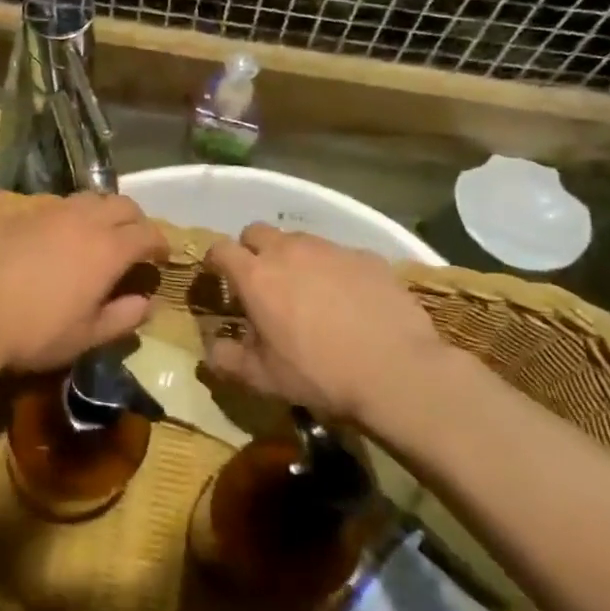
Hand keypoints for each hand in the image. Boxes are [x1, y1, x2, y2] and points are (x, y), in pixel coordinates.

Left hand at [0, 193, 169, 375]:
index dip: (160, 243)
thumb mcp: (86, 337)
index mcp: (108, 249)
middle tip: (132, 242)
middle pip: (121, 204)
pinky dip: (66, 215)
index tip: (161, 256)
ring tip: (94, 235)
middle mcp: (83, 219)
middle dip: (134, 220)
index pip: (148, 232)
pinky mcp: (17, 211)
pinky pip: (53, 204)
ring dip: (100, 212)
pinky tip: (54, 236)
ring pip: (87, 198)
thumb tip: (147, 303)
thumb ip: (123, 317)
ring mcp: (48, 211)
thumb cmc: (35, 333)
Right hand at [202, 224, 453, 422]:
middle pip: (256, 232)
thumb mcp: (263, 379)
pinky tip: (349, 300)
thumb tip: (212, 348)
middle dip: (251, 250)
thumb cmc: (319, 374)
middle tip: (261, 282)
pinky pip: (339, 255)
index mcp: (256, 276)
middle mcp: (289, 251)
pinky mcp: (366, 257)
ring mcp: (330, 250)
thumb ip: (227, 359)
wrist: (397, 370)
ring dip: (293, 258)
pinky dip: (333, 270)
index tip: (219, 278)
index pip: (221, 249)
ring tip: (307, 292)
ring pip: (299, 240)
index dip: (215, 261)